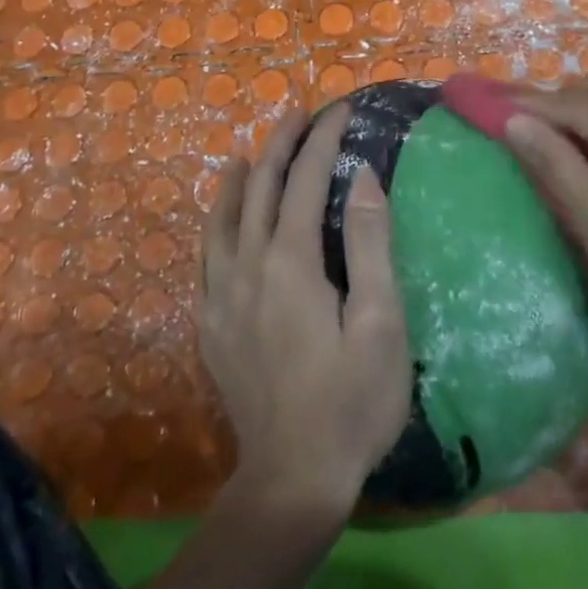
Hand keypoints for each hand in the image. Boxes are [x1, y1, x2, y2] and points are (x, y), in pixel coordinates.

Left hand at [201, 105, 412, 516]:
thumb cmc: (352, 400)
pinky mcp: (211, 323)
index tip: (340, 110)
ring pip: (225, 218)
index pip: (307, 182)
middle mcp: (248, 267)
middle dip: (282, 145)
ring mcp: (222, 296)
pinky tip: (223, 218)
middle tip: (299, 113)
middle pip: (263, 189)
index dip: (324, 140)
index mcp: (292, 263)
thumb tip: (363, 177)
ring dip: (243, 177)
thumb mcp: (380, 322)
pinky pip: (207, 254)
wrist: (292, 479)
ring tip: (253, 151)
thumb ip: (371, 244)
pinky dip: (216, 222)